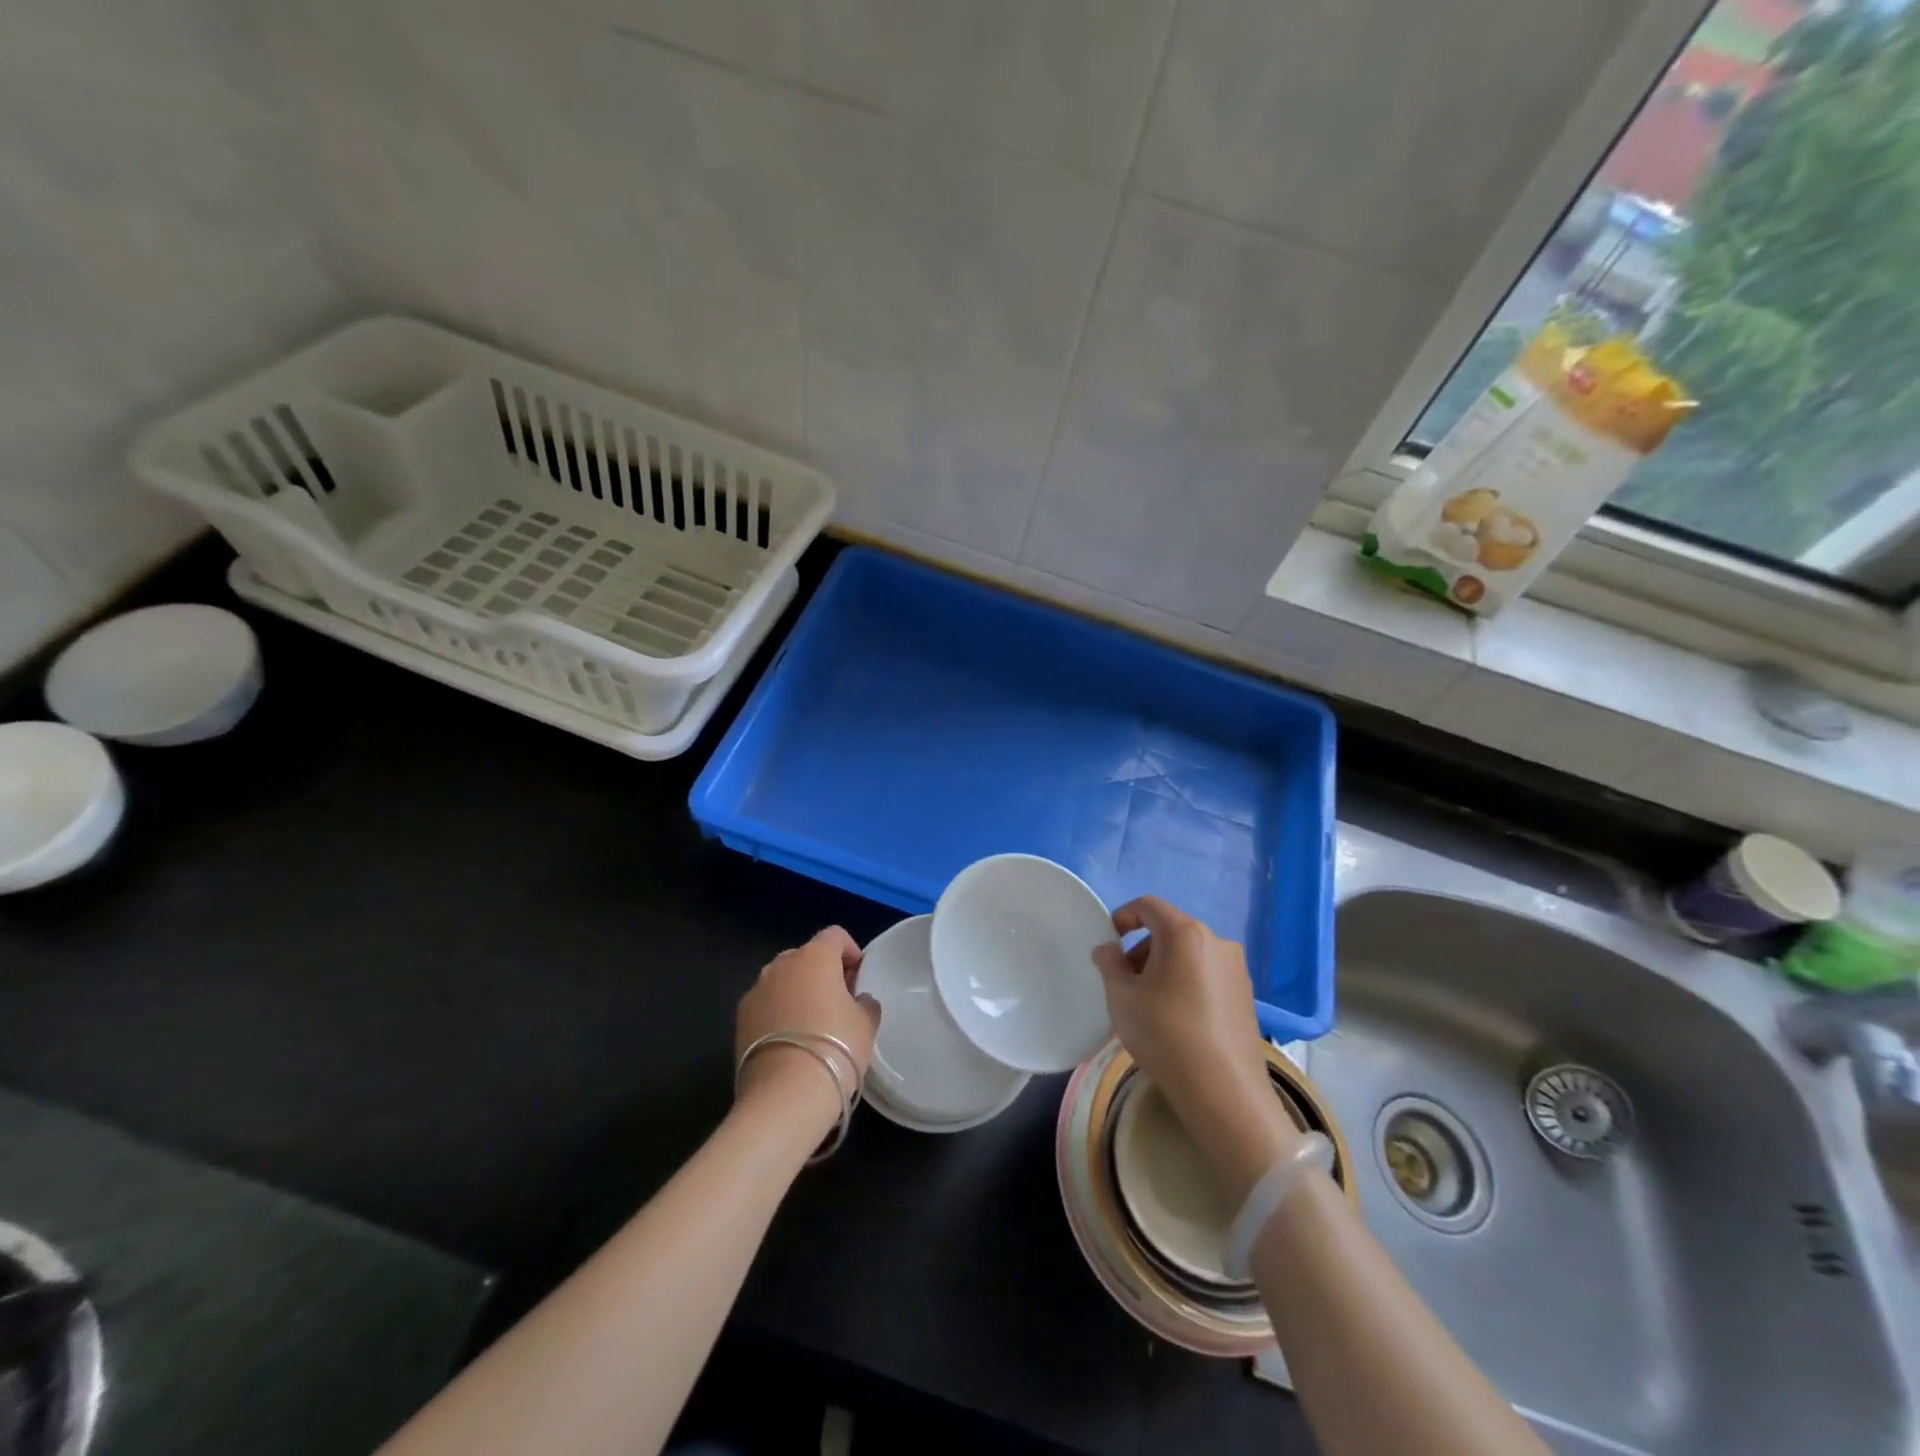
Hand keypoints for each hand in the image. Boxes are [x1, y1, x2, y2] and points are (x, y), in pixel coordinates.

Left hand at [736, 927, 881, 1136]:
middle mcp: (781, 965)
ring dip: (798, 991)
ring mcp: (756, 990)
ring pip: (783, 979)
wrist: (785, 1096)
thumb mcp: (866, 1023)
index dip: (851, 952)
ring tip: (812, 1024)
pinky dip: (778, 1012)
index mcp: (815, 956)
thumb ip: (865, 1001)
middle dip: (822, 972)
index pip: (835, 936)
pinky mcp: (740, 1018)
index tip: (859, 978)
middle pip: (806, 955)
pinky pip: (766, 1003)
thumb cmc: (836, 1049)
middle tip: (838, 1001)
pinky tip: (790, 1041)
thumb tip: (857, 999)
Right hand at [1093, 897, 1300, 1202]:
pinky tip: (1176, 1019)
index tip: (1110, 940)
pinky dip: (1186, 983)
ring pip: (1189, 954)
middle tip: (1125, 981)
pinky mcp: (1246, 996)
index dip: (1124, 915)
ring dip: (1164, 967)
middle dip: (1143, 949)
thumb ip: (1109, 964)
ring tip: (1149, 1004)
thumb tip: (1108, 950)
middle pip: (1170, 930)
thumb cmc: (1164, 1033)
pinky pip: (1206, 975)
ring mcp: (1236, 969)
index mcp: (1185, 932)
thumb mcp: (1122, 997)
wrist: (1223, 1091)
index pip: (1149, 905)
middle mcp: (1216, 941)